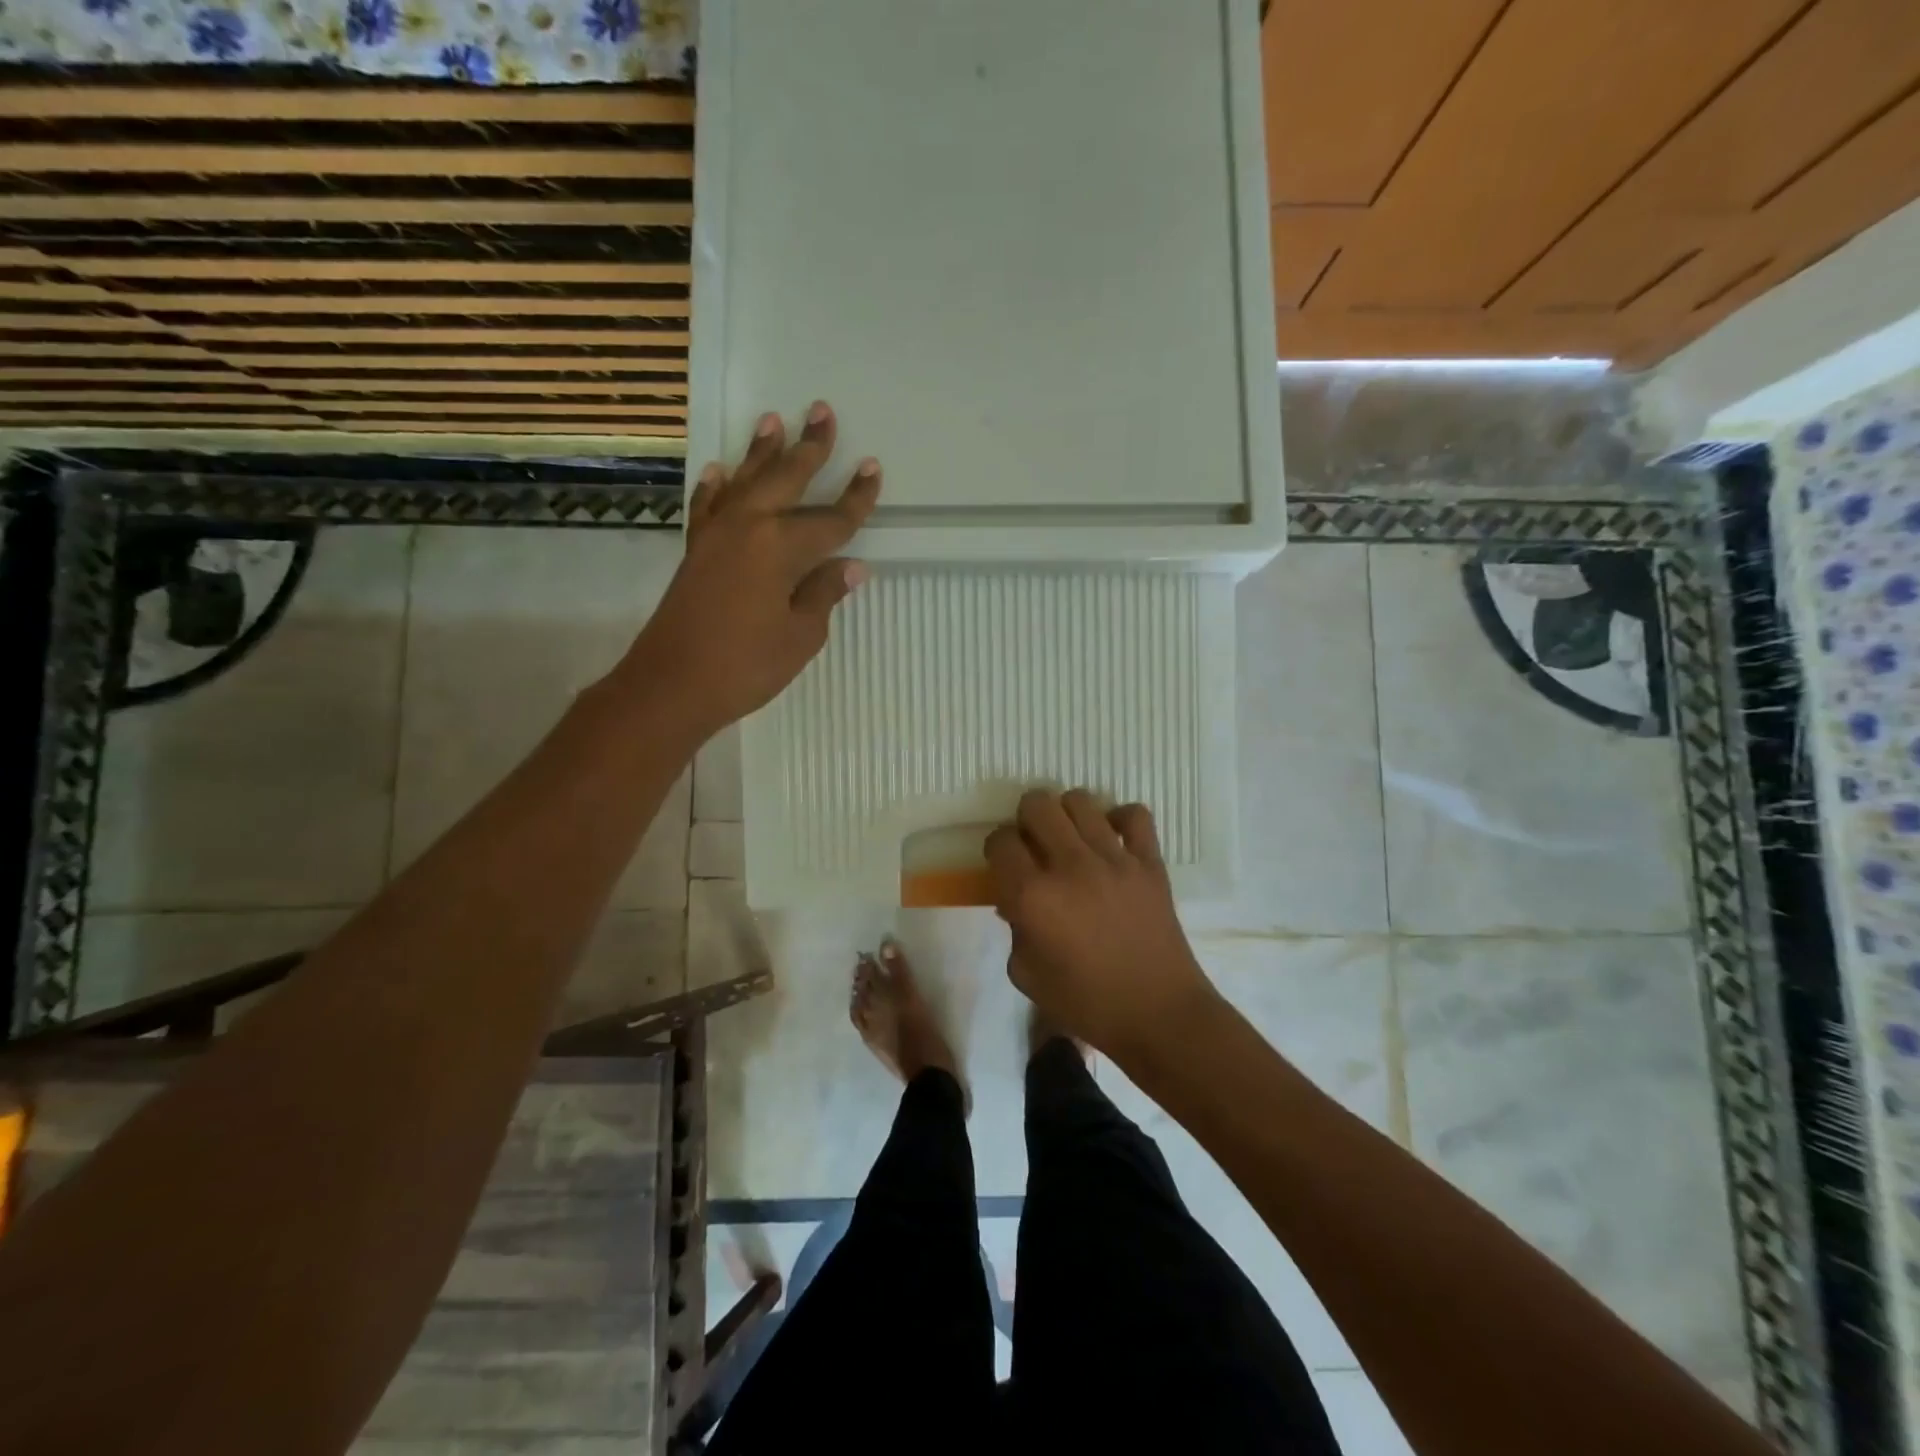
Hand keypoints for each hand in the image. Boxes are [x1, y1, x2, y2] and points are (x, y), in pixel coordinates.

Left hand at [619, 401, 879, 736]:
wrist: (671, 684)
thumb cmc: (746, 665)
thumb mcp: (800, 636)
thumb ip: (824, 594)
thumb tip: (850, 567)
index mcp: (782, 547)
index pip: (831, 520)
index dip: (856, 498)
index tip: (872, 469)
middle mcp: (749, 527)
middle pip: (786, 479)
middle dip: (809, 447)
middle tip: (822, 412)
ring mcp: (716, 535)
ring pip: (745, 482)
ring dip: (761, 452)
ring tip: (773, 420)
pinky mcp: (695, 550)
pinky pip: (708, 506)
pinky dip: (715, 487)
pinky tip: (719, 471)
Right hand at [986, 789, 1215, 1060]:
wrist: (1158, 1013)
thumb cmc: (1086, 1003)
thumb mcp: (1026, 974)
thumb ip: (1014, 928)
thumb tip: (1015, 899)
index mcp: (1033, 896)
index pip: (1001, 840)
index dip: (997, 848)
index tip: (1004, 863)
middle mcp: (1070, 866)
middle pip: (1037, 804)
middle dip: (1026, 819)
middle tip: (1034, 844)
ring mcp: (1114, 859)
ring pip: (1080, 800)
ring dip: (1066, 814)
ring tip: (1071, 839)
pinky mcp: (1149, 862)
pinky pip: (1135, 815)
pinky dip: (1120, 819)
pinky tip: (1112, 840)